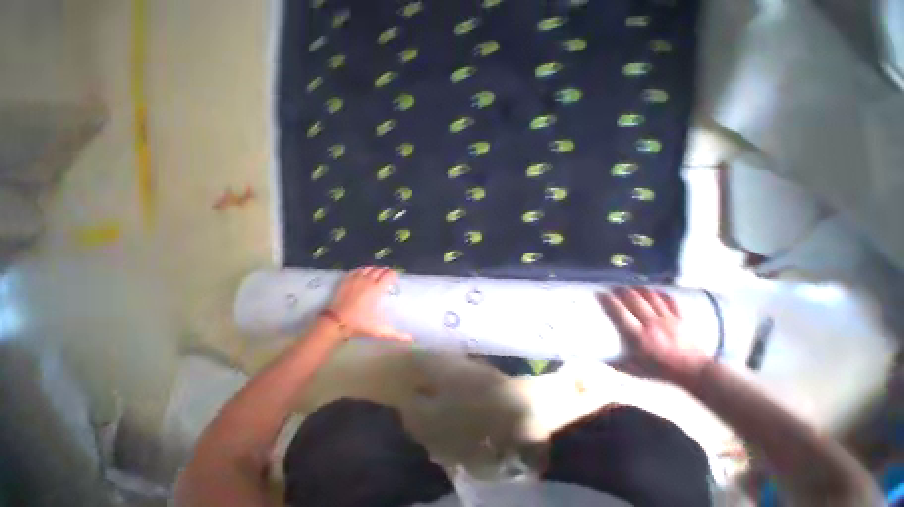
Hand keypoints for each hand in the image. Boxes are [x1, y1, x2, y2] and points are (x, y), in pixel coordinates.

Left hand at [326, 267, 411, 341]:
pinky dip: (362, 270)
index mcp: (377, 289)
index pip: (389, 274)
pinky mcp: (346, 280)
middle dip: (385, 272)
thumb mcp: (379, 330)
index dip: (394, 275)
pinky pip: (357, 270)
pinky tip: (363, 275)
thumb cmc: (359, 324)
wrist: (335, 323)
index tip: (395, 280)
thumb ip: (396, 334)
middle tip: (387, 279)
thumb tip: (411, 339)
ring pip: (368, 268)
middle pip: (380, 270)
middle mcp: (368, 281)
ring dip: (374, 270)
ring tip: (376, 276)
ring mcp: (356, 279)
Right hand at [597, 287, 709, 384]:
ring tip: (630, 287)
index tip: (600, 294)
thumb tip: (599, 358)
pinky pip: (669, 300)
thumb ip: (616, 363)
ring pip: (651, 297)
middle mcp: (652, 324)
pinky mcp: (680, 318)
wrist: (696, 373)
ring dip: (638, 289)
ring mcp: (668, 319)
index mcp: (639, 336)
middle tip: (613, 288)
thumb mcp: (634, 370)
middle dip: (622, 291)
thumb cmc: (661, 371)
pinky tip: (653, 291)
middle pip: (635, 300)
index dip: (609, 301)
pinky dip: (660, 293)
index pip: (620, 312)